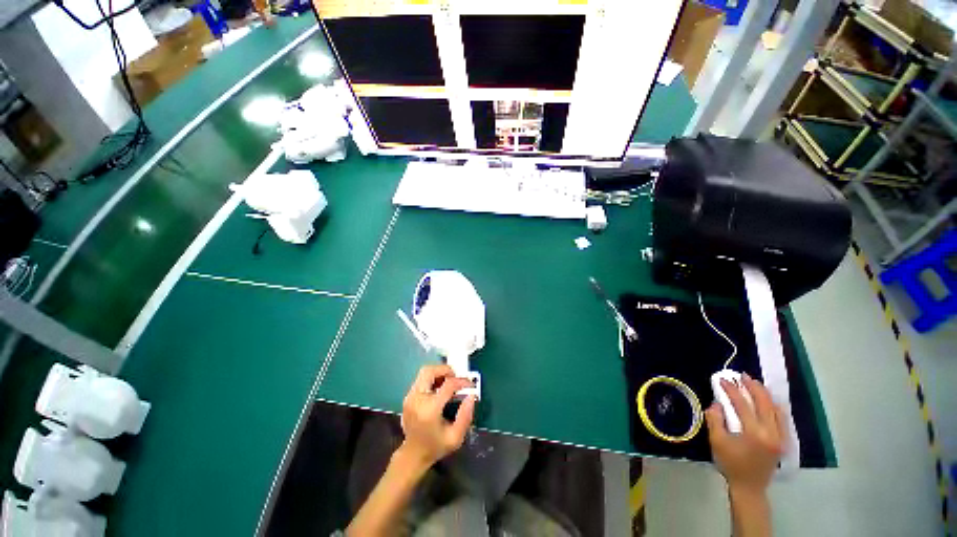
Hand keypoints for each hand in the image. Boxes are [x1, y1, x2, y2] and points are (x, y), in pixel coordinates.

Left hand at [398, 364, 475, 469]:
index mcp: (429, 409)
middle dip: (445, 370)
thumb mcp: (455, 437)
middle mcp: (417, 399)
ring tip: (449, 383)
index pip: (447, 385)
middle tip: (456, 378)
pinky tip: (439, 389)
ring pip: (424, 372)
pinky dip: (432, 379)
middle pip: (429, 371)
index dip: (461, 381)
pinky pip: (421, 379)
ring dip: (439, 373)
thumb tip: (471, 395)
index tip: (469, 384)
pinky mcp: (408, 396)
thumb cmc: (435, 447)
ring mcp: (410, 397)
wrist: (413, 455)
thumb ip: (466, 416)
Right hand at [706, 374, 786, 495]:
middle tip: (742, 376)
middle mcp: (772, 433)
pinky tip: (767, 401)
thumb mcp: (717, 442)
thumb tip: (717, 403)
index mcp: (755, 434)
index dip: (732, 390)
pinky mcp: (784, 441)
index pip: (743, 405)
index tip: (722, 379)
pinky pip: (782, 418)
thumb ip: (715, 420)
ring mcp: (781, 437)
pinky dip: (774, 406)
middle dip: (753, 387)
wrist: (749, 486)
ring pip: (777, 409)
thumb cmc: (731, 464)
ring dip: (765, 395)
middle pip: (765, 403)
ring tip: (754, 384)